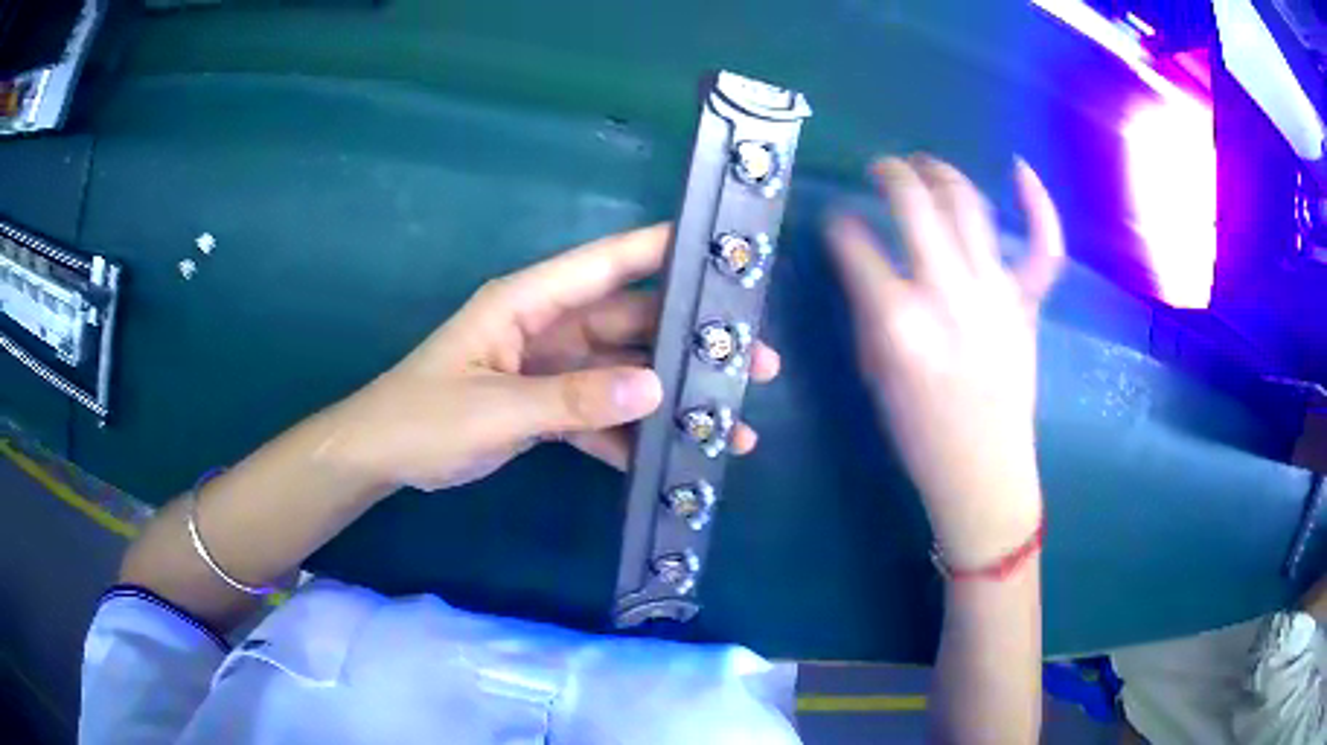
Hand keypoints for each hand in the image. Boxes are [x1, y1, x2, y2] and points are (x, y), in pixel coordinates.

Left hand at [320, 224, 779, 492]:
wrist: (381, 458)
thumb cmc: (424, 417)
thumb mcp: (496, 408)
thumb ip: (572, 400)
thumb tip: (654, 391)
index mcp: (530, 302)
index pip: (609, 263)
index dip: (667, 250)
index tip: (727, 252)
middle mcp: (548, 325)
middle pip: (634, 324)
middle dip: (693, 342)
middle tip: (758, 363)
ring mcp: (550, 368)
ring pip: (625, 374)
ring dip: (671, 397)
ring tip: (730, 422)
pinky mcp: (546, 406)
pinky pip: (600, 414)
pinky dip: (632, 435)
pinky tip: (670, 457)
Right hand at [827, 156, 1063, 566]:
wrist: (983, 472)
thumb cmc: (921, 433)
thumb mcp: (875, 373)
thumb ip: (870, 310)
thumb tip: (867, 263)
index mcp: (898, 320)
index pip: (854, 244)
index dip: (840, 226)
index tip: (840, 224)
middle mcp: (947, 293)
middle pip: (913, 203)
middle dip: (889, 173)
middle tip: (881, 170)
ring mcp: (995, 293)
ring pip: (968, 204)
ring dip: (941, 172)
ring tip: (925, 166)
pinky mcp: (1028, 303)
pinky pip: (1043, 245)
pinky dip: (1037, 203)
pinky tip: (1018, 169)